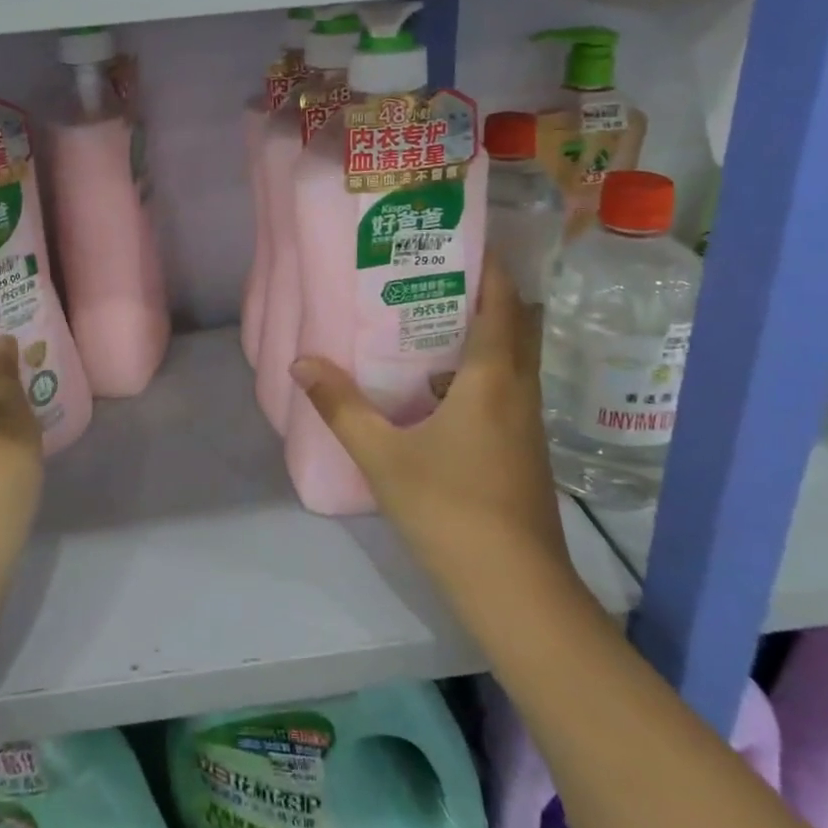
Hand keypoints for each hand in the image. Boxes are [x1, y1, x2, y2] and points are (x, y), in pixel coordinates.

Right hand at [291, 254, 575, 595]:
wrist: (517, 591)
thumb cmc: (451, 511)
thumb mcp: (385, 458)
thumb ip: (341, 407)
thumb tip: (300, 363)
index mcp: (494, 377)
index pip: (503, 301)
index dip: (489, 264)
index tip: (461, 236)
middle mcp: (519, 389)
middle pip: (515, 323)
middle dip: (484, 291)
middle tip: (435, 273)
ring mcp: (527, 422)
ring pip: (513, 358)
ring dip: (483, 332)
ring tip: (430, 318)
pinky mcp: (524, 449)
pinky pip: (506, 388)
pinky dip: (480, 370)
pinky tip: (438, 387)